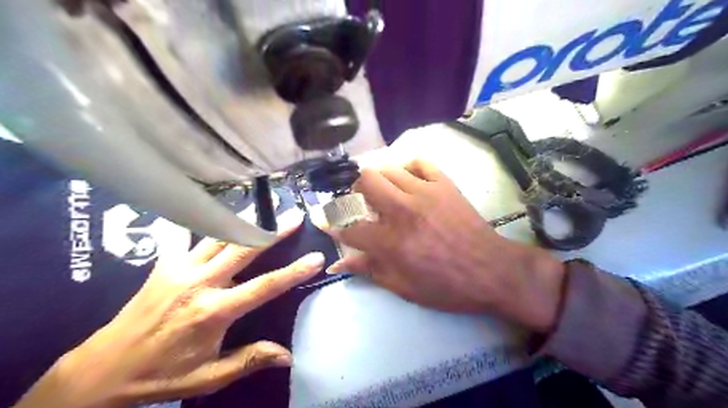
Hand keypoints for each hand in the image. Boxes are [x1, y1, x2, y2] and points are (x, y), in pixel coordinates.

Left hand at [14, 211, 321, 407]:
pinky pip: (185, 235)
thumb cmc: (161, 375)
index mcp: (214, 311)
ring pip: (219, 235)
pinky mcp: (164, 264)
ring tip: (264, 207)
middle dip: (273, 231)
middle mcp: (200, 283)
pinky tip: (211, 208)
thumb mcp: (208, 377)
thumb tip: (288, 356)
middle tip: (294, 216)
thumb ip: (249, 360)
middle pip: (244, 249)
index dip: (294, 271)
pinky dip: (202, 221)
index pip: (265, 286)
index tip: (316, 257)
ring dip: (244, 221)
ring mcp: (180, 269)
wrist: (101, 369)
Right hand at [328, 159, 563, 334]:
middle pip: (365, 180)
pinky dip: (408, 168)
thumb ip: (369, 270)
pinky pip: (420, 162)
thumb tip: (338, 263)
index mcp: (391, 241)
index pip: (350, 226)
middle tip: (359, 201)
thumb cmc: (447, 286)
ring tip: (383, 193)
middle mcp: (403, 210)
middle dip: (354, 188)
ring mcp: (425, 192)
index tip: (325, 219)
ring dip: (379, 179)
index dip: (332, 223)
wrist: (491, 270)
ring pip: (389, 168)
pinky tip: (408, 180)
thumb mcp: (404, 287)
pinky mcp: (445, 184)